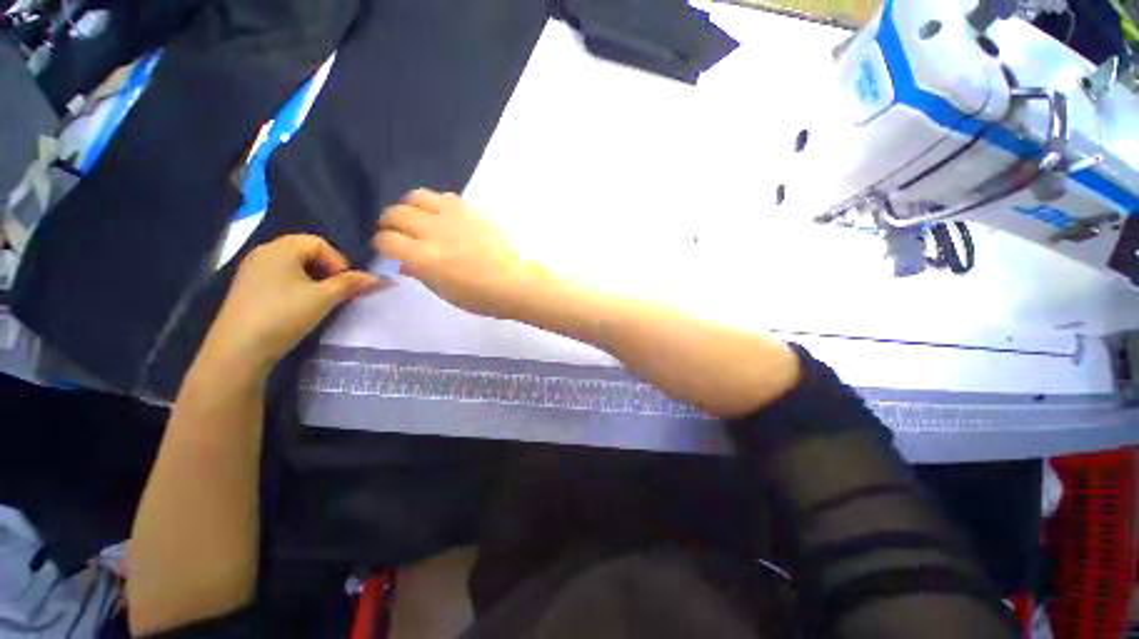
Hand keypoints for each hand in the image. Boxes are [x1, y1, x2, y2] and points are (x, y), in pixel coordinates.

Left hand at [199, 235, 379, 376]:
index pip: (319, 243)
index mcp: (280, 249)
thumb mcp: (324, 298)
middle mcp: (263, 253)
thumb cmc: (284, 315)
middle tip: (337, 292)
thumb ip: (351, 284)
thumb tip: (376, 278)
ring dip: (314, 280)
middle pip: (305, 252)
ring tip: (321, 300)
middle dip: (327, 270)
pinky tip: (299, 306)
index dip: (338, 261)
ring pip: (293, 266)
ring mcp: (252, 271)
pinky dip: (297, 287)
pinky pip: (280, 278)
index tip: (345, 284)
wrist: (239, 349)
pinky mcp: (248, 288)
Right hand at [375, 189, 539, 318]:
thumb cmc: (483, 297)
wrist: (518, 282)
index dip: (382, 245)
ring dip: (410, 207)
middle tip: (400, 234)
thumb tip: (403, 261)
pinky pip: (443, 196)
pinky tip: (444, 218)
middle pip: (395, 213)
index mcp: (424, 258)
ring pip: (416, 196)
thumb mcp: (445, 293)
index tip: (389, 250)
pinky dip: (436, 204)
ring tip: (419, 220)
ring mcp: (453, 216)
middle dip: (390, 224)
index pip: (386, 240)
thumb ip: (420, 273)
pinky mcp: (471, 209)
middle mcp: (433, 231)